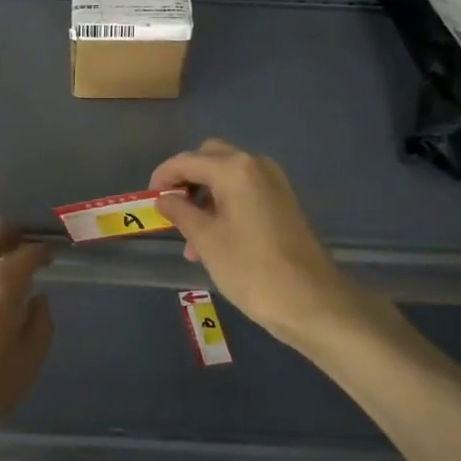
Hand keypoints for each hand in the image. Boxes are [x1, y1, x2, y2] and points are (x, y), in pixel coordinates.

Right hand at [151, 139, 372, 348]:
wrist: (312, 301)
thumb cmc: (251, 268)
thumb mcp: (206, 240)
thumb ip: (180, 212)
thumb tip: (164, 199)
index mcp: (234, 169)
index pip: (187, 160)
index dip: (163, 177)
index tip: (148, 199)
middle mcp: (255, 166)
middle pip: (209, 159)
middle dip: (186, 180)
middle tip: (170, 209)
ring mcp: (273, 183)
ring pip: (227, 177)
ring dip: (204, 197)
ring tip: (189, 241)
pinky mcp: (283, 202)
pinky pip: (244, 192)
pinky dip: (224, 206)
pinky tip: (214, 241)